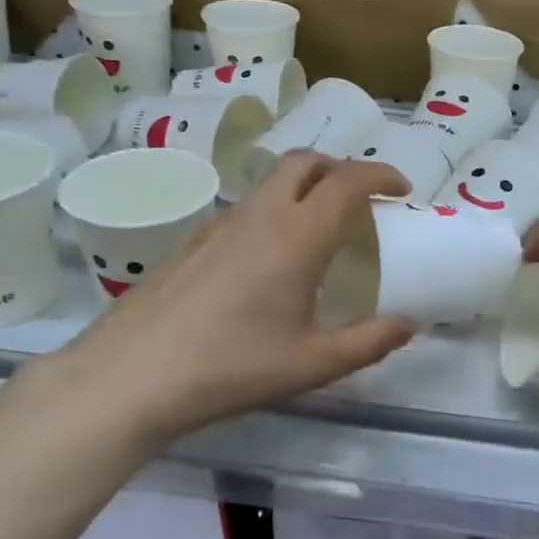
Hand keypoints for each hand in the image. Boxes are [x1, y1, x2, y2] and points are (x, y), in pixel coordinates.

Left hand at [37, 153, 414, 441]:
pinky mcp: (191, 241)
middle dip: (341, 168)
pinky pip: (245, 208)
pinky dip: (273, 211)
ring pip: (271, 182)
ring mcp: (219, 224)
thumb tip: (409, 325)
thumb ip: (369, 341)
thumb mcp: (313, 363)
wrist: (129, 377)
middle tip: (361, 199)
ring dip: (305, 187)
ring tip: (319, 229)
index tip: (401, 190)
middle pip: (305, 162)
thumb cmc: (231, 367)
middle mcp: (260, 215)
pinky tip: (267, 259)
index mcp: (298, 236)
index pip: (348, 180)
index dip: (381, 176)